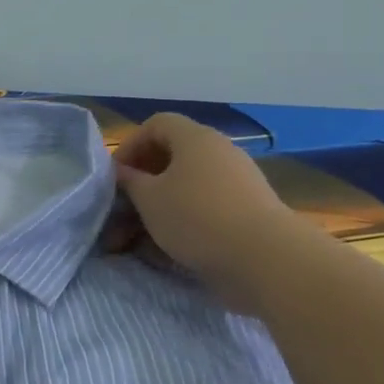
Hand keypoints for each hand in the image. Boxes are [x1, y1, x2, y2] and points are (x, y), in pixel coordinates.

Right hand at [106, 113, 310, 309]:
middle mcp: (219, 152)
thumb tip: (121, 173)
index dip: (131, 145)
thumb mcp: (149, 199)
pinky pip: (207, 206)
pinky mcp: (248, 211)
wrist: (267, 259)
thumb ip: (130, 182)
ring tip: (142, 233)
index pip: (156, 125)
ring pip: (189, 185)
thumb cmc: (197, 217)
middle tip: (126, 205)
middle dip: (144, 180)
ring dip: (162, 204)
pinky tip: (170, 247)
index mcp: (195, 138)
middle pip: (173, 155)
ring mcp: (238, 182)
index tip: (116, 176)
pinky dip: (186, 220)